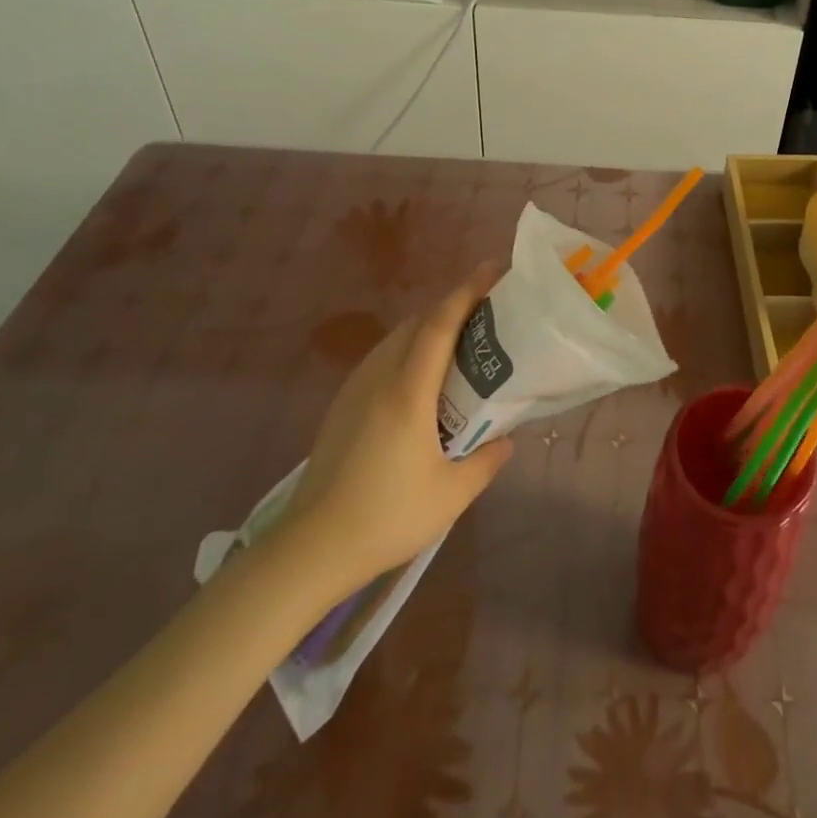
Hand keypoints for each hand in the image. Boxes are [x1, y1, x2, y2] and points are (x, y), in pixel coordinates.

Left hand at [268, 264, 513, 599]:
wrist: (310, 548)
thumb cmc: (386, 517)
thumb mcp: (451, 495)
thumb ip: (486, 461)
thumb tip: (506, 440)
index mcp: (407, 391)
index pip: (440, 324)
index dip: (467, 291)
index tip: (493, 268)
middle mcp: (379, 377)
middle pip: (418, 322)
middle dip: (452, 306)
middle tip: (488, 311)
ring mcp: (355, 389)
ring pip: (397, 338)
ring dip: (429, 327)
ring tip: (461, 343)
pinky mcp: (342, 405)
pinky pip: (383, 358)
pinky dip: (409, 349)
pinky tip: (424, 381)